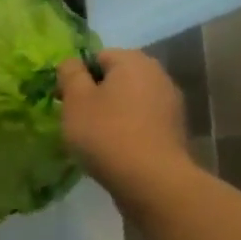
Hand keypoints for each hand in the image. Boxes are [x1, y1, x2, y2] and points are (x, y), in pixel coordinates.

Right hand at [56, 49, 197, 211]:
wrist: (153, 182)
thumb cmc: (107, 133)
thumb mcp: (75, 99)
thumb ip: (70, 73)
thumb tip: (72, 62)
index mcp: (133, 61)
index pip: (96, 57)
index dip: (77, 77)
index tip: (65, 101)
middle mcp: (157, 75)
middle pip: (115, 78)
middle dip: (95, 95)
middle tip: (77, 120)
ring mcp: (171, 104)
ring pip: (129, 101)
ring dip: (112, 113)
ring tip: (95, 138)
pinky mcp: (175, 131)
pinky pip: (142, 122)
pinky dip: (128, 130)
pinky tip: (116, 151)